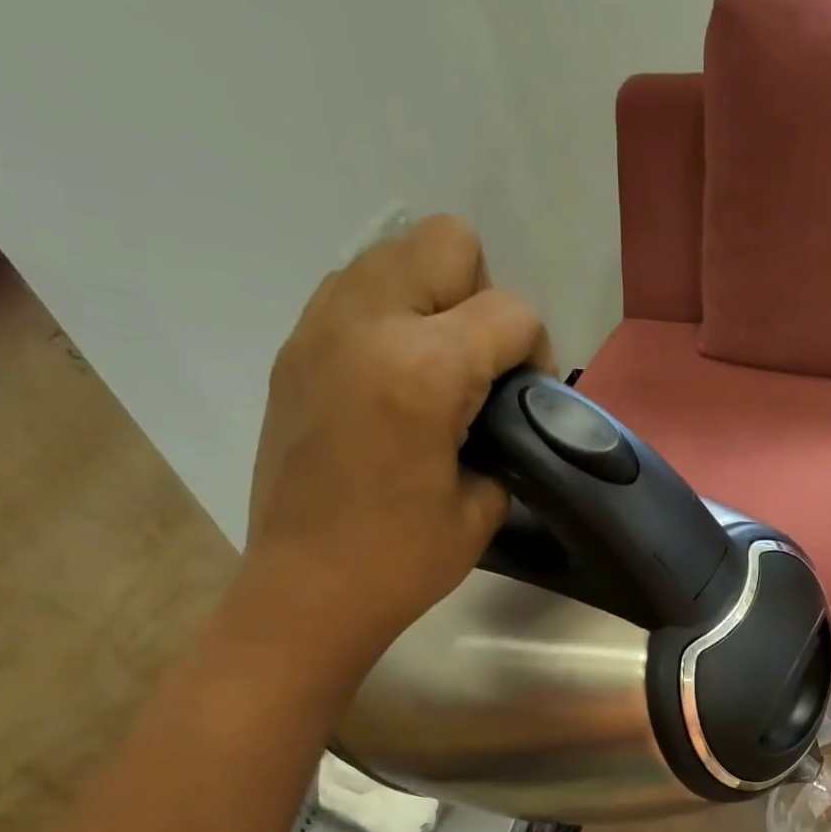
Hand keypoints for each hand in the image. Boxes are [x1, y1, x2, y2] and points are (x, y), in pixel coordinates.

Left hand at [243, 214, 553, 672]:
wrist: (307, 589)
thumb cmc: (403, 561)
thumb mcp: (483, 507)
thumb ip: (505, 440)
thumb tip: (499, 413)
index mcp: (425, 369)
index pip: (512, 311)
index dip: (536, 354)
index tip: (525, 403)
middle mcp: (368, 323)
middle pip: (449, 243)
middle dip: (480, 300)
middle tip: (476, 371)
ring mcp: (321, 328)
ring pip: (395, 254)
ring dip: (430, 300)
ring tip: (433, 373)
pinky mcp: (294, 348)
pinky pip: (354, 291)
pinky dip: (386, 318)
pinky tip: (391, 382)